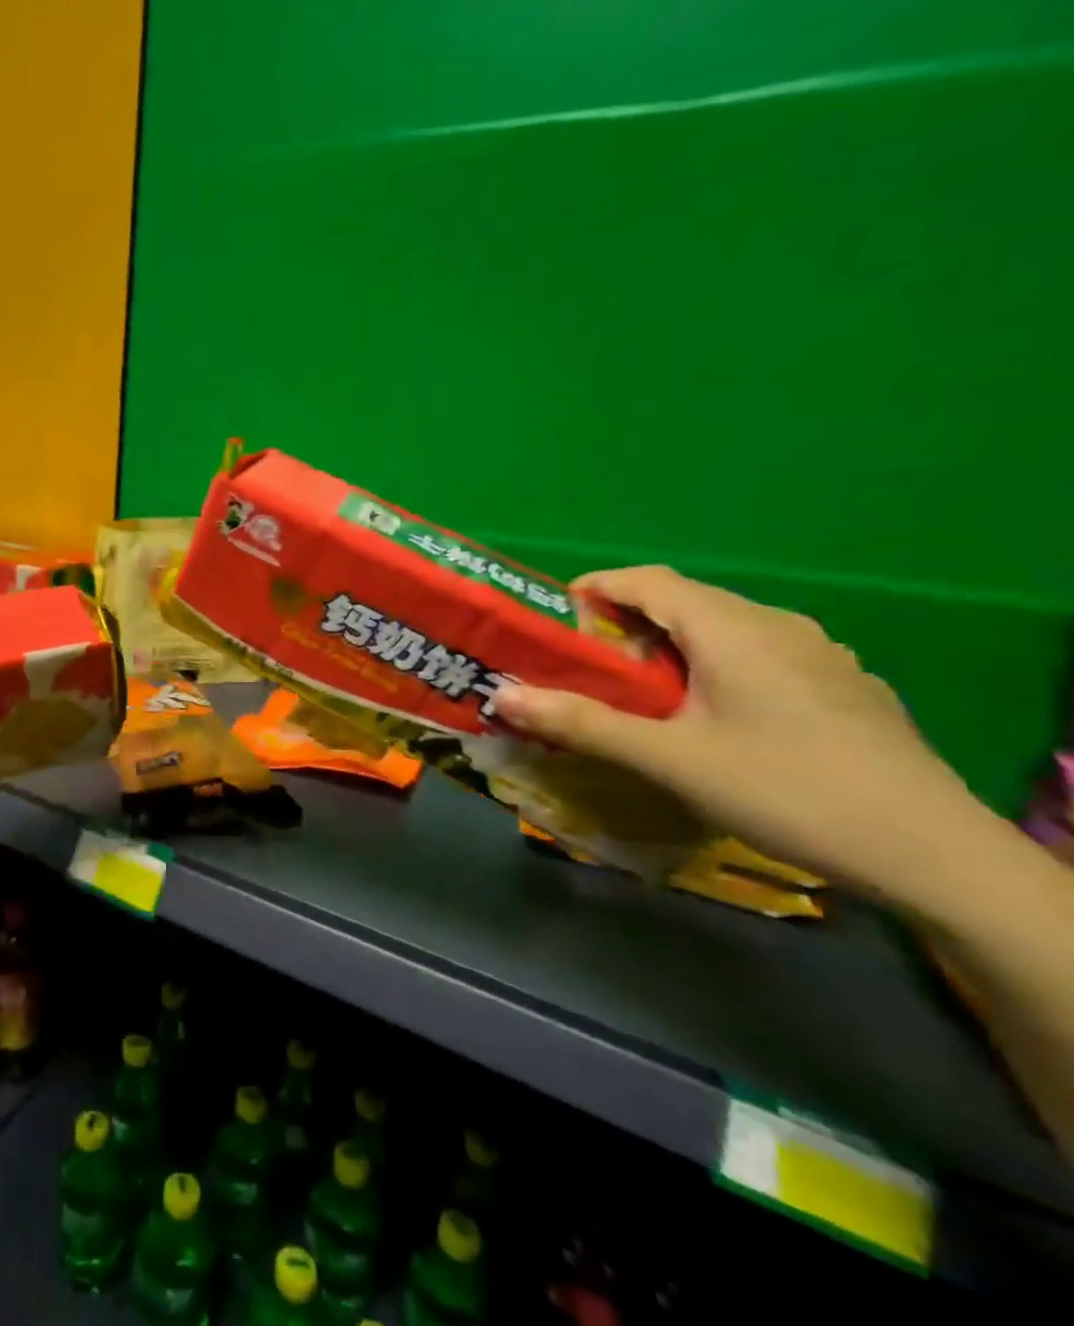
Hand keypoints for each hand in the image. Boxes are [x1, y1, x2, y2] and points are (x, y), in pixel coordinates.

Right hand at [492, 565, 983, 895]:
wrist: (932, 854)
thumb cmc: (784, 789)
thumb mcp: (669, 759)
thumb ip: (582, 723)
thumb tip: (502, 695)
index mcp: (732, 627)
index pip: (647, 580)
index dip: (593, 590)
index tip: (553, 620)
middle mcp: (777, 625)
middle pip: (684, 603)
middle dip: (625, 625)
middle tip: (587, 668)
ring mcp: (819, 654)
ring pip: (723, 630)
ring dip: (670, 648)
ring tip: (642, 695)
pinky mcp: (843, 686)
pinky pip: (759, 654)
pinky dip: (714, 667)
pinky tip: (713, 718)